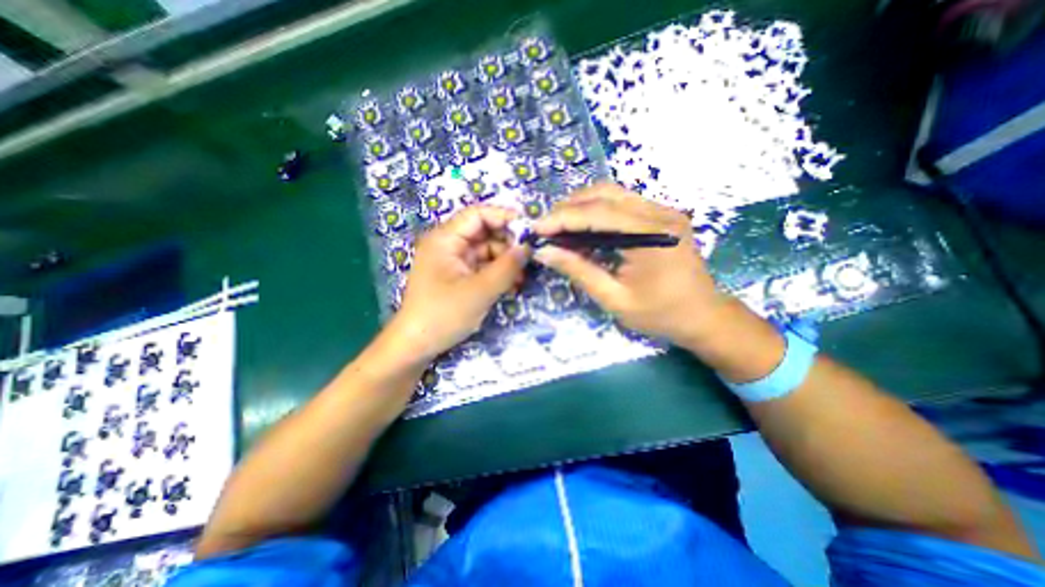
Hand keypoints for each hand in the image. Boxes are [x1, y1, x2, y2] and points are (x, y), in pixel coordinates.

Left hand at [388, 205, 526, 362]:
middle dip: (508, 243)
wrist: (417, 346)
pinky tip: (512, 285)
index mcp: (445, 239)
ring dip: (506, 261)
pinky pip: (482, 267)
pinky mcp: (458, 277)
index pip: (477, 214)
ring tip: (523, 277)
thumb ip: (507, 267)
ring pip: (486, 251)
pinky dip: (498, 273)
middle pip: (484, 232)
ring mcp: (453, 262)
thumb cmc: (443, 315)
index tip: (529, 230)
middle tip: (531, 256)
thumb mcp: (480, 291)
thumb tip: (528, 247)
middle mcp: (448, 245)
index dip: (504, 217)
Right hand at [535, 187, 723, 345]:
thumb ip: (579, 271)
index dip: (562, 218)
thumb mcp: (614, 299)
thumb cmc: (660, 314)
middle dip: (568, 207)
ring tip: (559, 227)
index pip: (597, 214)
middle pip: (604, 194)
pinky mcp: (661, 215)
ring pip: (612, 193)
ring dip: (581, 206)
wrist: (703, 315)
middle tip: (545, 228)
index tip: (535, 228)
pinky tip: (583, 228)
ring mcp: (663, 210)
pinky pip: (621, 203)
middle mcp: (660, 213)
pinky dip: (596, 211)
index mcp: (652, 235)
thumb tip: (544, 252)